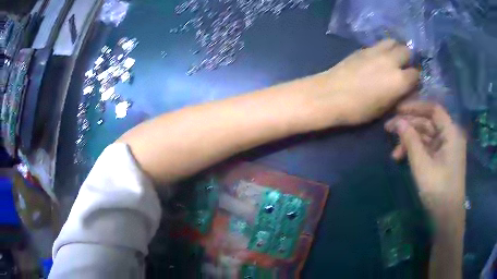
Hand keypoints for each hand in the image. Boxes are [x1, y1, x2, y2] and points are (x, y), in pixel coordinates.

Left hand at [310, 39, 419, 127]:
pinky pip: (379, 43)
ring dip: (395, 49)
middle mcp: (391, 61)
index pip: (416, 73)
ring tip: (391, 58)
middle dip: (407, 59)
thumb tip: (403, 89)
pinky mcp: (363, 48)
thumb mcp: (384, 109)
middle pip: (407, 51)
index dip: (414, 79)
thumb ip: (397, 95)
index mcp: (400, 80)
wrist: (331, 94)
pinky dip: (383, 48)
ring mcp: (376, 51)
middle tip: (402, 67)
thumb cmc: (358, 109)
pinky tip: (377, 57)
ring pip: (393, 41)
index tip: (410, 83)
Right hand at [384, 101, 466, 213]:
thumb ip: (410, 140)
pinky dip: (416, 151)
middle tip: (389, 130)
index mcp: (451, 132)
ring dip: (410, 141)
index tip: (397, 110)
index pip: (433, 109)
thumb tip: (398, 121)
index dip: (415, 107)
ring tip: (394, 153)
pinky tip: (403, 158)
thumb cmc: (438, 189)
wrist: (447, 216)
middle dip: (409, 126)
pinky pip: (428, 148)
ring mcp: (447, 148)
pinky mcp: (442, 159)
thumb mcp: (422, 164)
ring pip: (426, 136)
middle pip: (428, 122)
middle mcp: (450, 136)